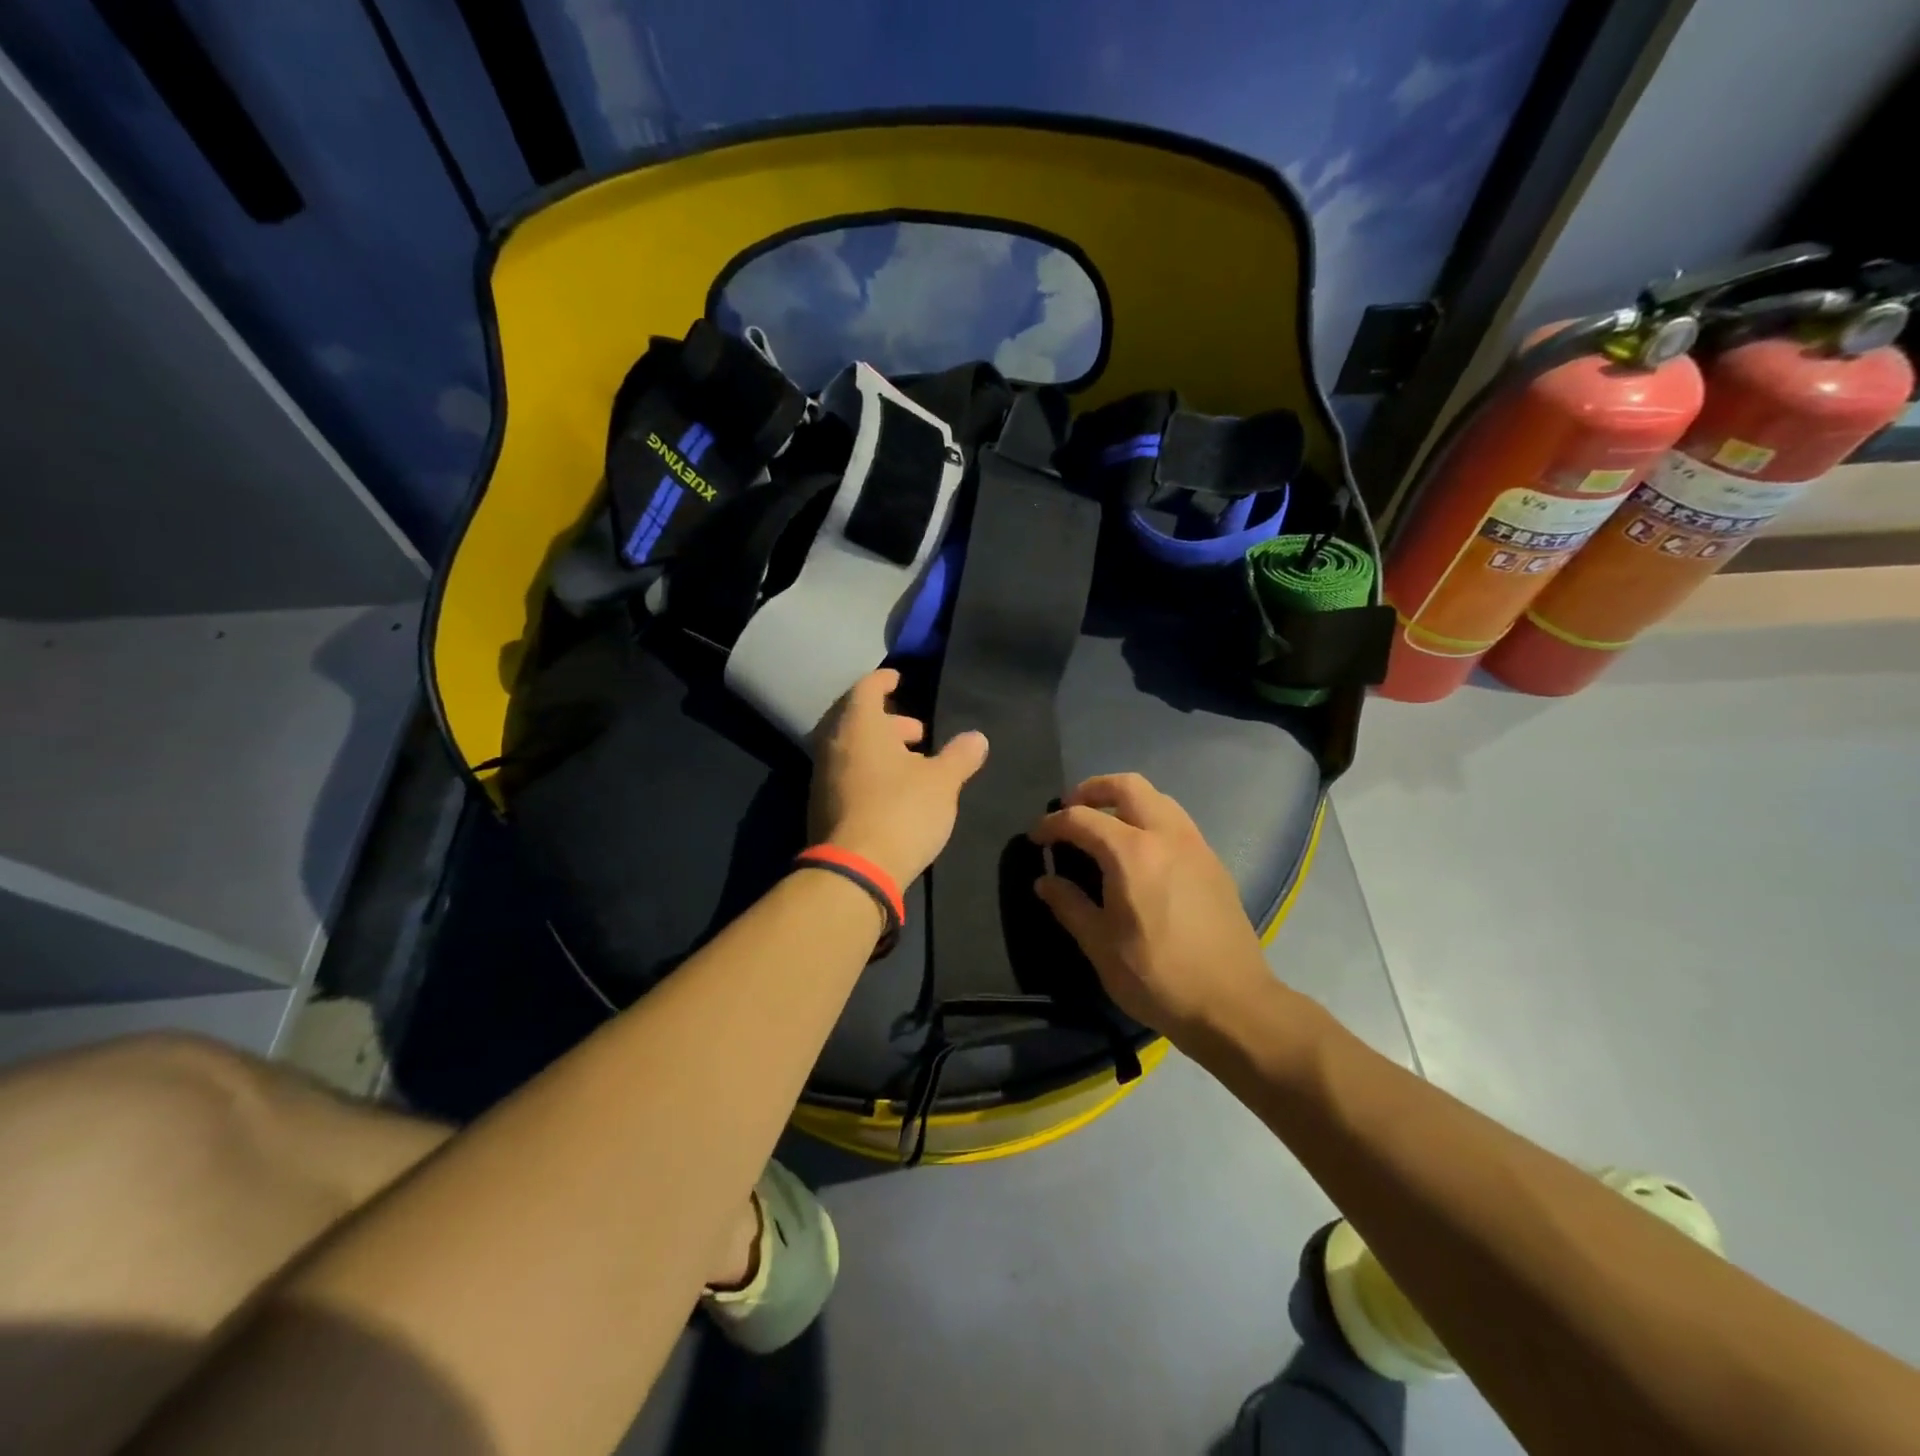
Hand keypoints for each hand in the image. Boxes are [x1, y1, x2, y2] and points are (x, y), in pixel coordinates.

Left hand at [809, 669, 988, 886]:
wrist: (855, 871)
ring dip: (880, 749)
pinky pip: (846, 774)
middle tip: (918, 734)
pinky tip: (893, 792)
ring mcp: (822, 776)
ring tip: (913, 764)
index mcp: (859, 725)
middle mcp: (833, 744)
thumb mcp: (942, 782)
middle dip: (889, 721)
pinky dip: (868, 772)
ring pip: (851, 749)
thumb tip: (977, 737)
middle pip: (857, 719)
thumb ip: (960, 755)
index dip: (885, 680)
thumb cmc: (901, 811)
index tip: (900, 679)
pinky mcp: (821, 806)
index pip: (867, 687)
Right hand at [1030, 773, 1271, 1044]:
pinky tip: (1141, 853)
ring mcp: (1195, 845)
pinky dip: (1150, 818)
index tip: (1036, 838)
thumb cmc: (1157, 977)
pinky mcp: (1213, 862)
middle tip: (1071, 810)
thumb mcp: (1101, 946)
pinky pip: (1176, 821)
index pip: (1081, 819)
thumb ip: (1070, 905)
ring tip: (1105, 826)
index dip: (1052, 824)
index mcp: (1132, 853)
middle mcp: (1166, 835)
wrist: (1233, 1004)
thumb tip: (1045, 881)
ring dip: (1125, 800)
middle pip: (1126, 785)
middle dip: (1092, 789)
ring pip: (1157, 797)